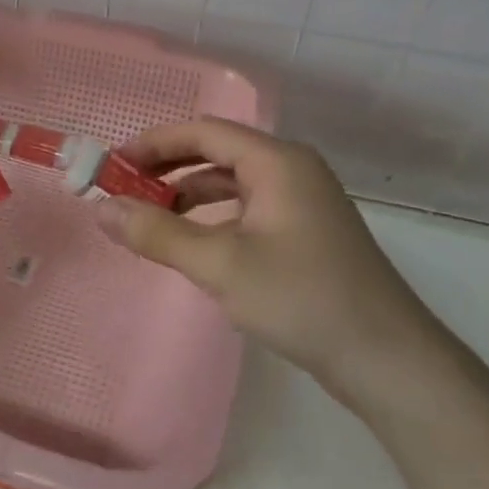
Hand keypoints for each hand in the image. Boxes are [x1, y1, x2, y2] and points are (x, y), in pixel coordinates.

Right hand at [95, 118, 447, 401]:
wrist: (385, 357)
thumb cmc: (301, 298)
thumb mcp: (219, 265)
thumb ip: (157, 234)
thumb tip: (102, 209)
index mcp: (277, 162)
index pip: (204, 132)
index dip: (154, 144)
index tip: (113, 166)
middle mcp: (292, 171)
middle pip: (217, 153)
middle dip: (166, 169)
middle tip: (123, 192)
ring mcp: (302, 204)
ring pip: (231, 184)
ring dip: (187, 196)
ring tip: (148, 219)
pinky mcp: (305, 235)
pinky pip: (246, 211)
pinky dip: (212, 219)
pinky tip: (192, 244)